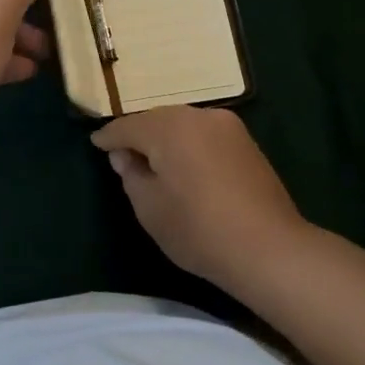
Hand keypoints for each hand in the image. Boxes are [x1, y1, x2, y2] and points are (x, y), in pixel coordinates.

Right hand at [92, 105, 311, 291]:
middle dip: (138, 134)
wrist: (269, 248)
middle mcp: (197, 116)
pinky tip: (184, 165)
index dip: (109, 137)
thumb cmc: (198, 229)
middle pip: (157, 120)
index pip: (128, 127)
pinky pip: (204, 135)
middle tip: (122, 154)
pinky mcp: (246, 142)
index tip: (95, 144)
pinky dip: (188, 145)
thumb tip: (125, 155)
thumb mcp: (149, 208)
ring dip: (165, 139)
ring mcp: (227, 126)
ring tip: (153, 161)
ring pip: (183, 125)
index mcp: (169, 127)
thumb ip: (131, 175)